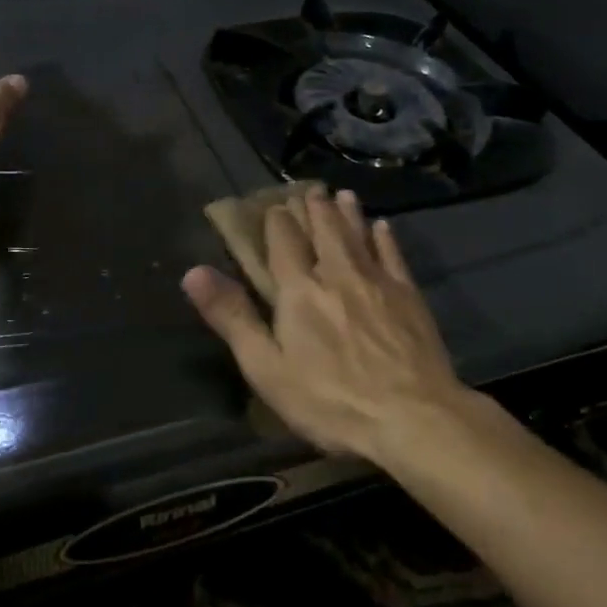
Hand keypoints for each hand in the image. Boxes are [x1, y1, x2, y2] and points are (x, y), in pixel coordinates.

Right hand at [182, 189, 469, 461]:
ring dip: (347, 213)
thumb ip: (232, 317)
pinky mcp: (409, 296)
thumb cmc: (330, 400)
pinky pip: (393, 256)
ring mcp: (376, 282)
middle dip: (314, 209)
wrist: (412, 416)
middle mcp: (336, 274)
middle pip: (323, 231)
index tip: (274, 205)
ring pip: (357, 236)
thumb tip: (193, 272)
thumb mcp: (266, 367)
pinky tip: (383, 227)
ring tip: (342, 194)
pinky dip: (385, 238)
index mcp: (298, 289)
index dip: (278, 221)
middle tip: (310, 189)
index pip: (284, 242)